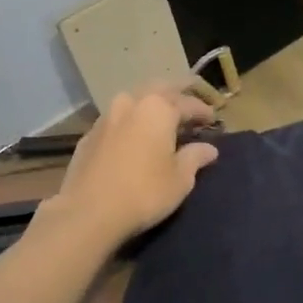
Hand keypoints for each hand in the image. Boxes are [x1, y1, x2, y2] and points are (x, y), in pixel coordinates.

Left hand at [52, 84, 219, 244]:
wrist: (88, 212)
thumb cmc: (144, 192)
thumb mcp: (180, 179)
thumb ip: (195, 157)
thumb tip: (208, 148)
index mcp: (158, 108)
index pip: (188, 103)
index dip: (203, 111)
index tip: (213, 120)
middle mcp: (131, 103)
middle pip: (158, 90)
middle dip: (176, 94)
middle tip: (189, 104)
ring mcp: (106, 117)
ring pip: (134, 100)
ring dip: (150, 105)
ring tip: (161, 119)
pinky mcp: (89, 135)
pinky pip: (117, 120)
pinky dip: (131, 122)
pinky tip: (134, 136)